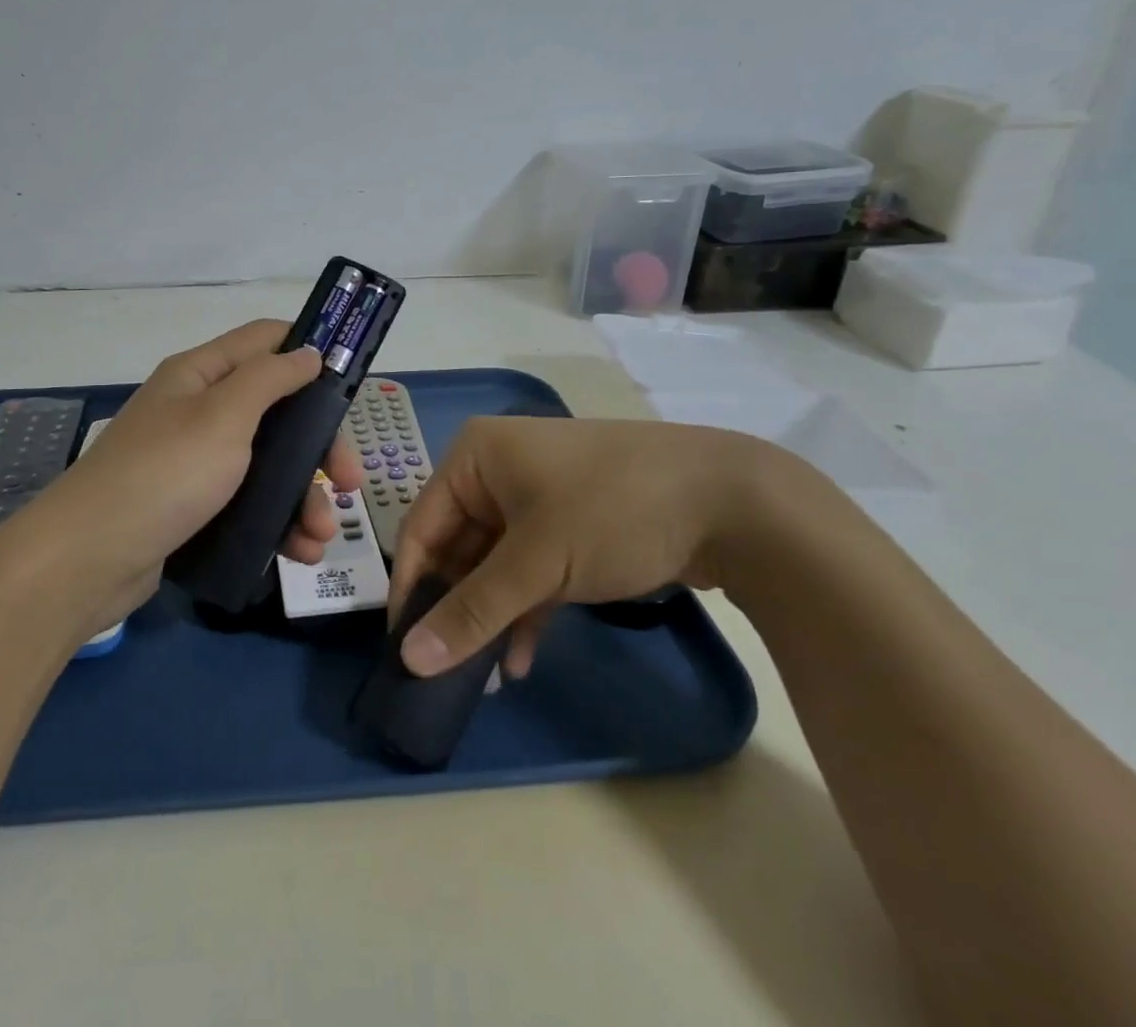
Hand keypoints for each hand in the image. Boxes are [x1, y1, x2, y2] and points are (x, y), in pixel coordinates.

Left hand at [24, 320, 362, 622]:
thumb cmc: (164, 474)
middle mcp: (198, 411)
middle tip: (351, 481)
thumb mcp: (223, 416)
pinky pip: (248, 505)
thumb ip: (270, 378)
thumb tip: (308, 351)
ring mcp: (194, 461)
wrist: (88, 560)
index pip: (264, 340)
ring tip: (322, 535)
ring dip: (304, 495)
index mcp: (200, 375)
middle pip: (276, 411)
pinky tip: (299, 552)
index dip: (308, 349)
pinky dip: (277, 523)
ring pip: (267, 464)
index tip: (351, 376)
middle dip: (319, 445)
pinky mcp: (193, 507)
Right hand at [388, 416, 781, 678]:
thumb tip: (409, 660)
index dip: (411, 587)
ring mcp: (537, 498)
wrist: (731, 501)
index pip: (422, 526)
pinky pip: (530, 569)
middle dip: (456, 608)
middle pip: (458, 547)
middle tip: (445, 670)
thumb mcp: (537, 562)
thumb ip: (472, 611)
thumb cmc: (612, 511)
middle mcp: (498, 471)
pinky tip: (520, 660)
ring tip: (482, 678)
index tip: (403, 647)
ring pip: (495, 564)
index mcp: (475, 457)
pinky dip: (523, 609)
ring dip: (490, 615)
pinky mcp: (571, 526)